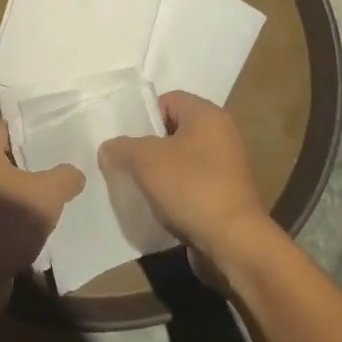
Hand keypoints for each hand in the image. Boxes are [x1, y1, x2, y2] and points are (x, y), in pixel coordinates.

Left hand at [0, 123, 84, 282]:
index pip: (5, 128)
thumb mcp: (47, 194)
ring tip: (47, 202)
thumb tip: (75, 173)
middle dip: (25, 167)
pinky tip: (29, 228)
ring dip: (16, 194)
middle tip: (55, 173)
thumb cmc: (6, 218)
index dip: (30, 136)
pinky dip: (6, 217)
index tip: (54, 146)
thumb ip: (65, 177)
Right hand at [99, 92, 280, 269]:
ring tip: (138, 187)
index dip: (144, 116)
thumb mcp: (146, 160)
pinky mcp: (226, 195)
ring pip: (181, 160)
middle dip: (147, 147)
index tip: (127, 140)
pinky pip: (192, 184)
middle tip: (126, 163)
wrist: (232, 241)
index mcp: (207, 116)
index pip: (169, 100)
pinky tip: (158, 206)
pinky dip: (175, 191)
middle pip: (174, 131)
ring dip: (159, 172)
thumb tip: (108, 148)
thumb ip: (122, 148)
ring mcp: (226, 167)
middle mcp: (222, 135)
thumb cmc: (191, 187)